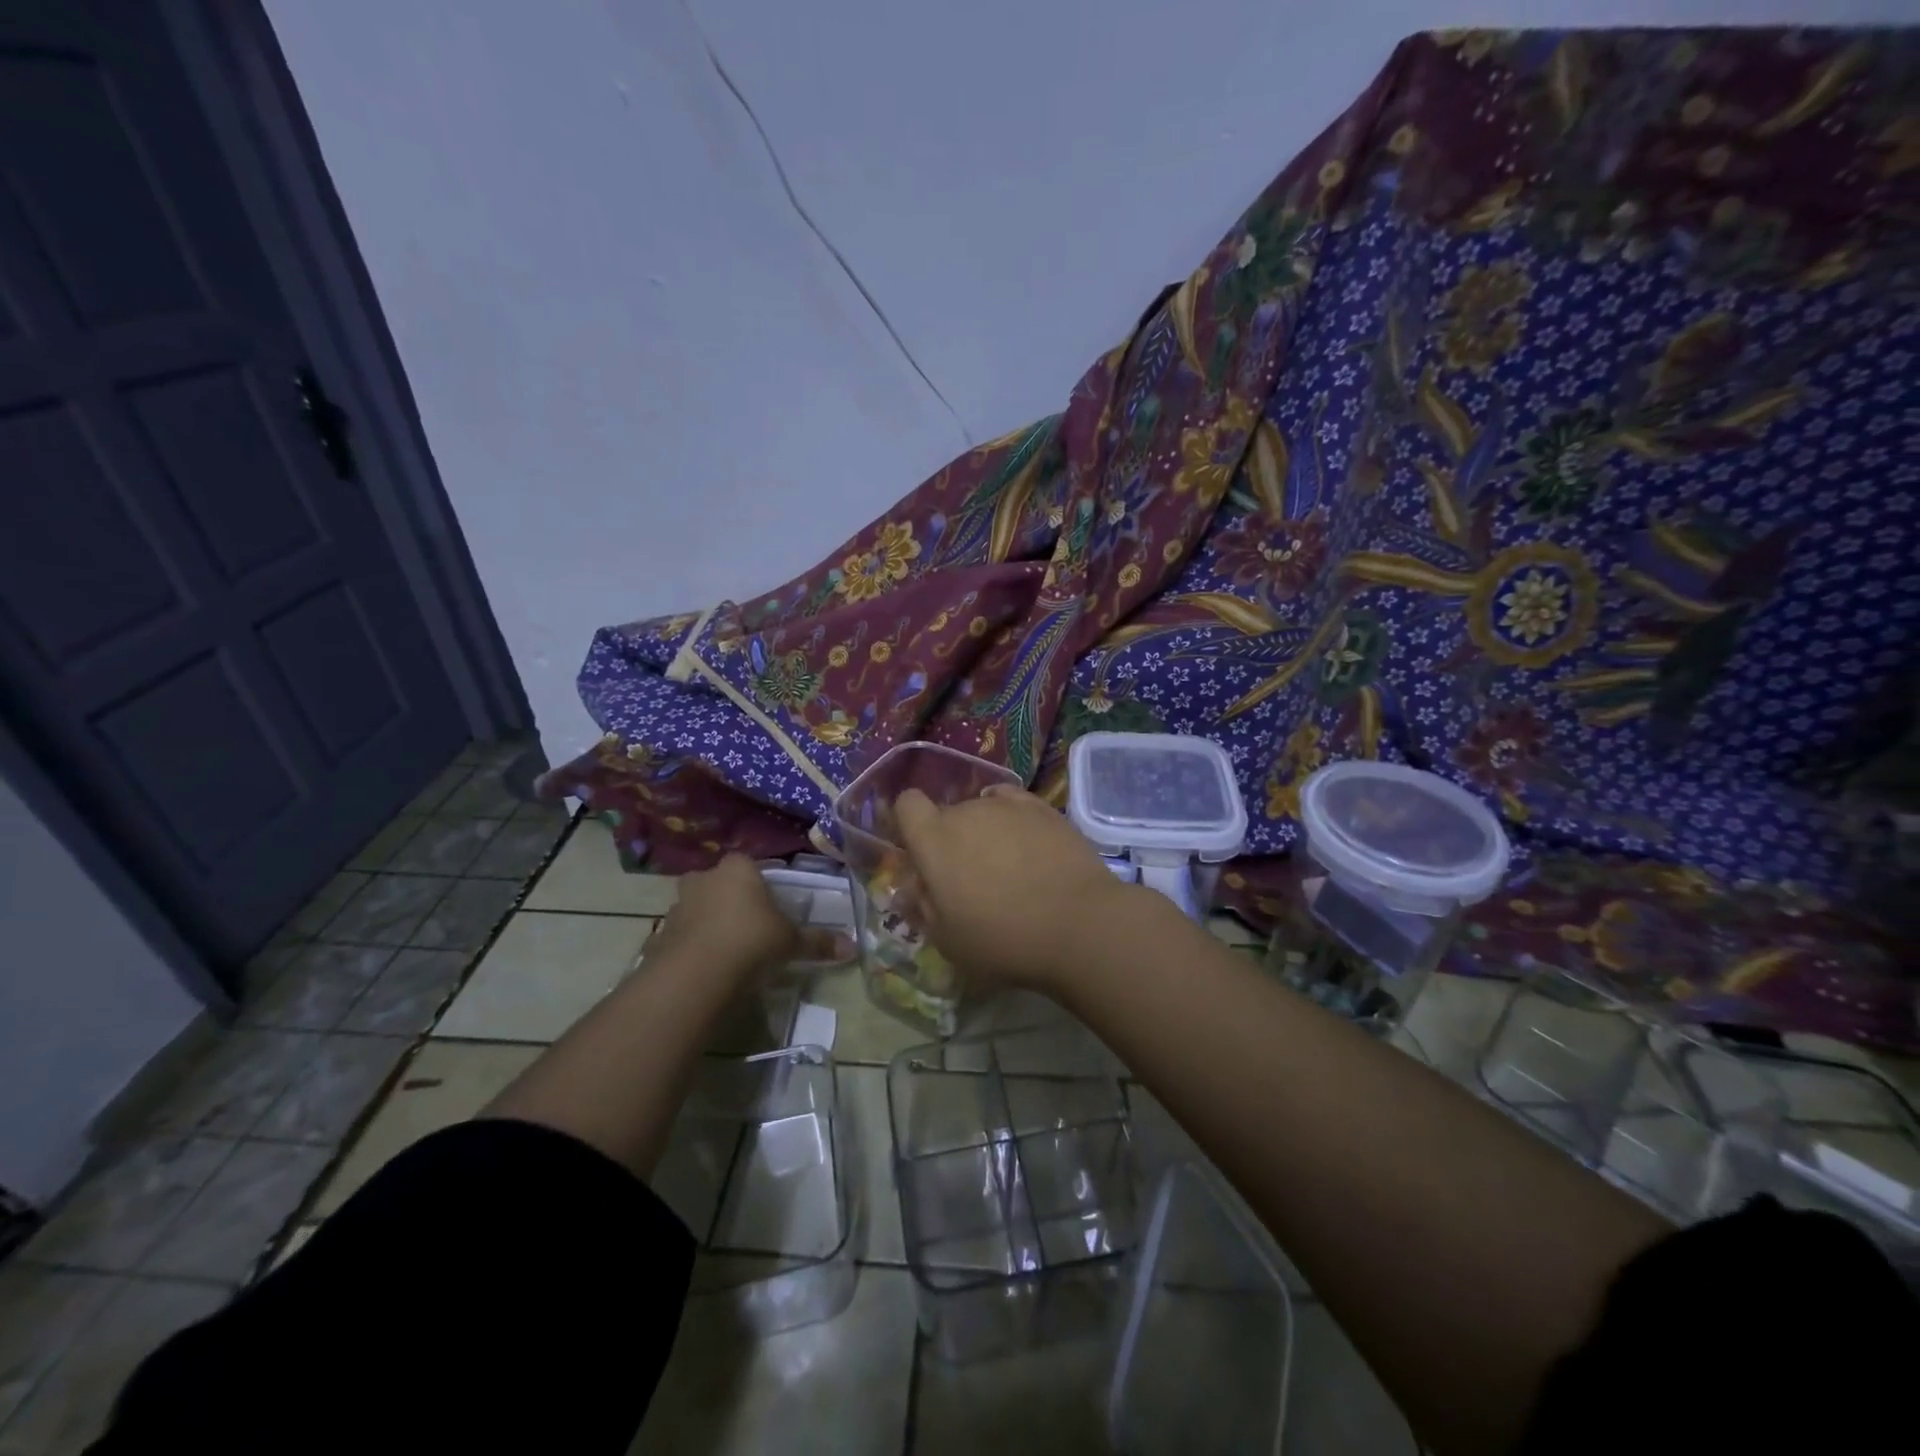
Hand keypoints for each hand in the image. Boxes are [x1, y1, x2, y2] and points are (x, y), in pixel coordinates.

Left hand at [651, 854, 846, 978]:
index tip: (770, 904)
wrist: (695, 975)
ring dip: (708, 922)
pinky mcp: (660, 935)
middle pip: (719, 882)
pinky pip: (682, 935)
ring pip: (697, 907)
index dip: (759, 882)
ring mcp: (678, 905)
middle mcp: (704, 878)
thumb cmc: (751, 942)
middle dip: (730, 899)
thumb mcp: (791, 943)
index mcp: (738, 869)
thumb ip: (818, 942)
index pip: (749, 864)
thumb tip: (853, 946)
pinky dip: (692, 946)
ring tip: (728, 950)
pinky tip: (707, 967)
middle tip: (749, 925)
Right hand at [893, 785, 1136, 990]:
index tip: (922, 853)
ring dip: (985, 832)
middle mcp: (967, 811)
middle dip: (952, 840)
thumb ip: (924, 907)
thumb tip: (915, 888)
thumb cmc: (1004, 940)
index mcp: (934, 840)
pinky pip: (1015, 805)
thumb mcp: (948, 940)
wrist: (1079, 925)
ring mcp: (1008, 806)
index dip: (910, 823)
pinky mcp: (1044, 808)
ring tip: (1009, 868)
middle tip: (971, 878)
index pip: (907, 804)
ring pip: (983, 810)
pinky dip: (1014, 821)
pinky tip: (1027, 846)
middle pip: (948, 814)